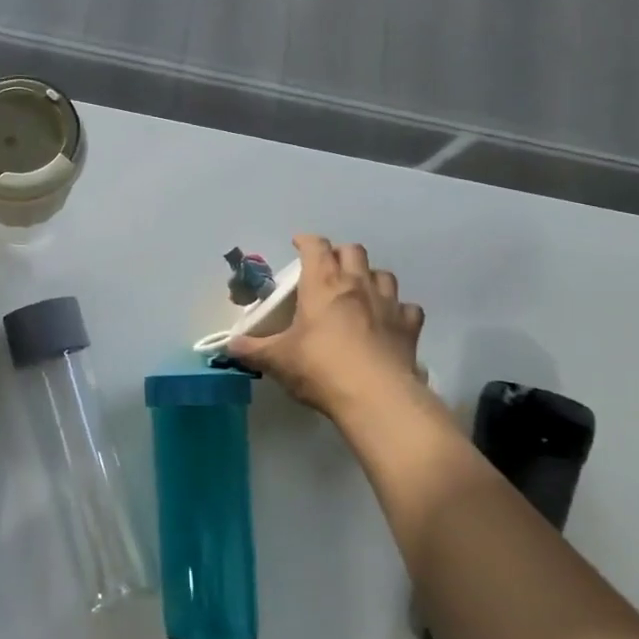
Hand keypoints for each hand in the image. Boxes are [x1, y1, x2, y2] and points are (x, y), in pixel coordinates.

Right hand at [227, 235, 425, 419]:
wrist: (376, 398)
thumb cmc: (320, 368)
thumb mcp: (277, 360)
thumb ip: (251, 349)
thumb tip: (229, 346)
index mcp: (323, 284)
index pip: (315, 247)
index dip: (306, 241)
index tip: (298, 244)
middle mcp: (357, 285)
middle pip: (353, 251)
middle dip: (339, 254)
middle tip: (327, 270)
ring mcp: (388, 304)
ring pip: (383, 274)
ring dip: (370, 278)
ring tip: (359, 293)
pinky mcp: (409, 327)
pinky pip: (407, 308)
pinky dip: (398, 311)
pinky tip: (389, 322)